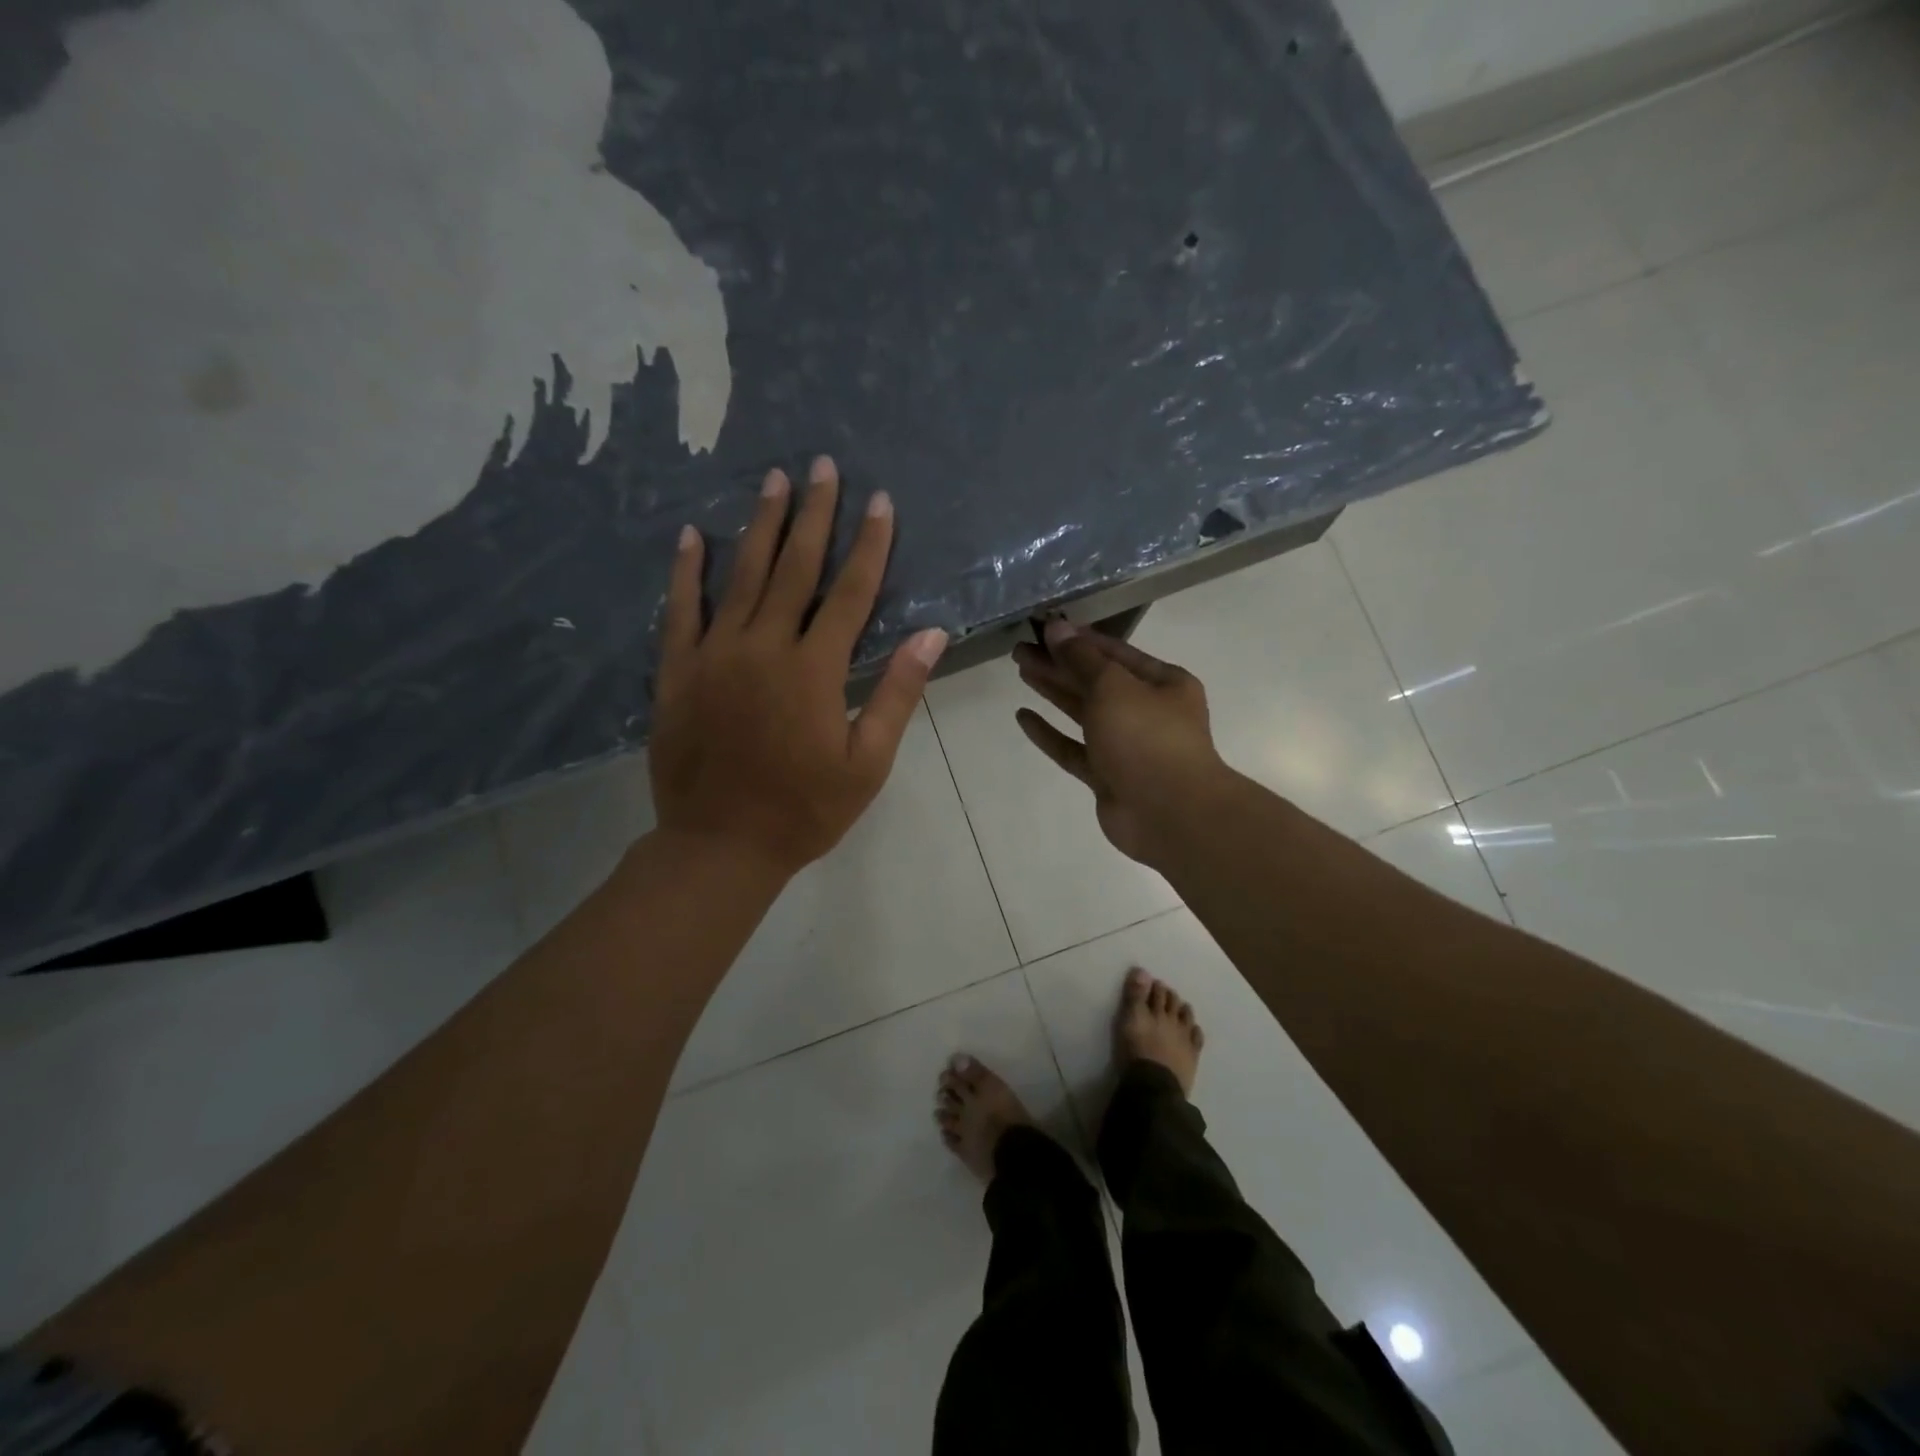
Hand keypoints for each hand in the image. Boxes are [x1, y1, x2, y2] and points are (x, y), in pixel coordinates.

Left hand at [650, 456, 948, 876]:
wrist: (719, 846)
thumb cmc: (804, 810)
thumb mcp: (867, 762)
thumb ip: (896, 693)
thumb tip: (931, 634)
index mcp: (814, 669)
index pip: (851, 592)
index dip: (869, 544)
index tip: (880, 501)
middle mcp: (764, 647)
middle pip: (794, 568)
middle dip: (814, 514)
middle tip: (822, 465)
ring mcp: (714, 655)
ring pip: (740, 576)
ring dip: (760, 525)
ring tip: (772, 479)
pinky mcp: (677, 672)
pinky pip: (680, 610)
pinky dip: (686, 572)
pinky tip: (691, 535)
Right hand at [1012, 620, 1224, 865]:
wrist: (1169, 814)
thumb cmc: (1147, 738)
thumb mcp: (1113, 687)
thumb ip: (1081, 658)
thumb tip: (1056, 627)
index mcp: (1163, 683)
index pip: (1115, 653)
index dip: (1079, 640)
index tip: (1044, 628)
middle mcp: (1146, 711)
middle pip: (1096, 681)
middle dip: (1060, 663)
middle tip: (1021, 649)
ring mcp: (1126, 747)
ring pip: (1083, 713)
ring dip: (1054, 691)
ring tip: (1022, 670)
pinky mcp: (1106, 776)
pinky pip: (1073, 749)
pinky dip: (1050, 733)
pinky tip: (1023, 716)